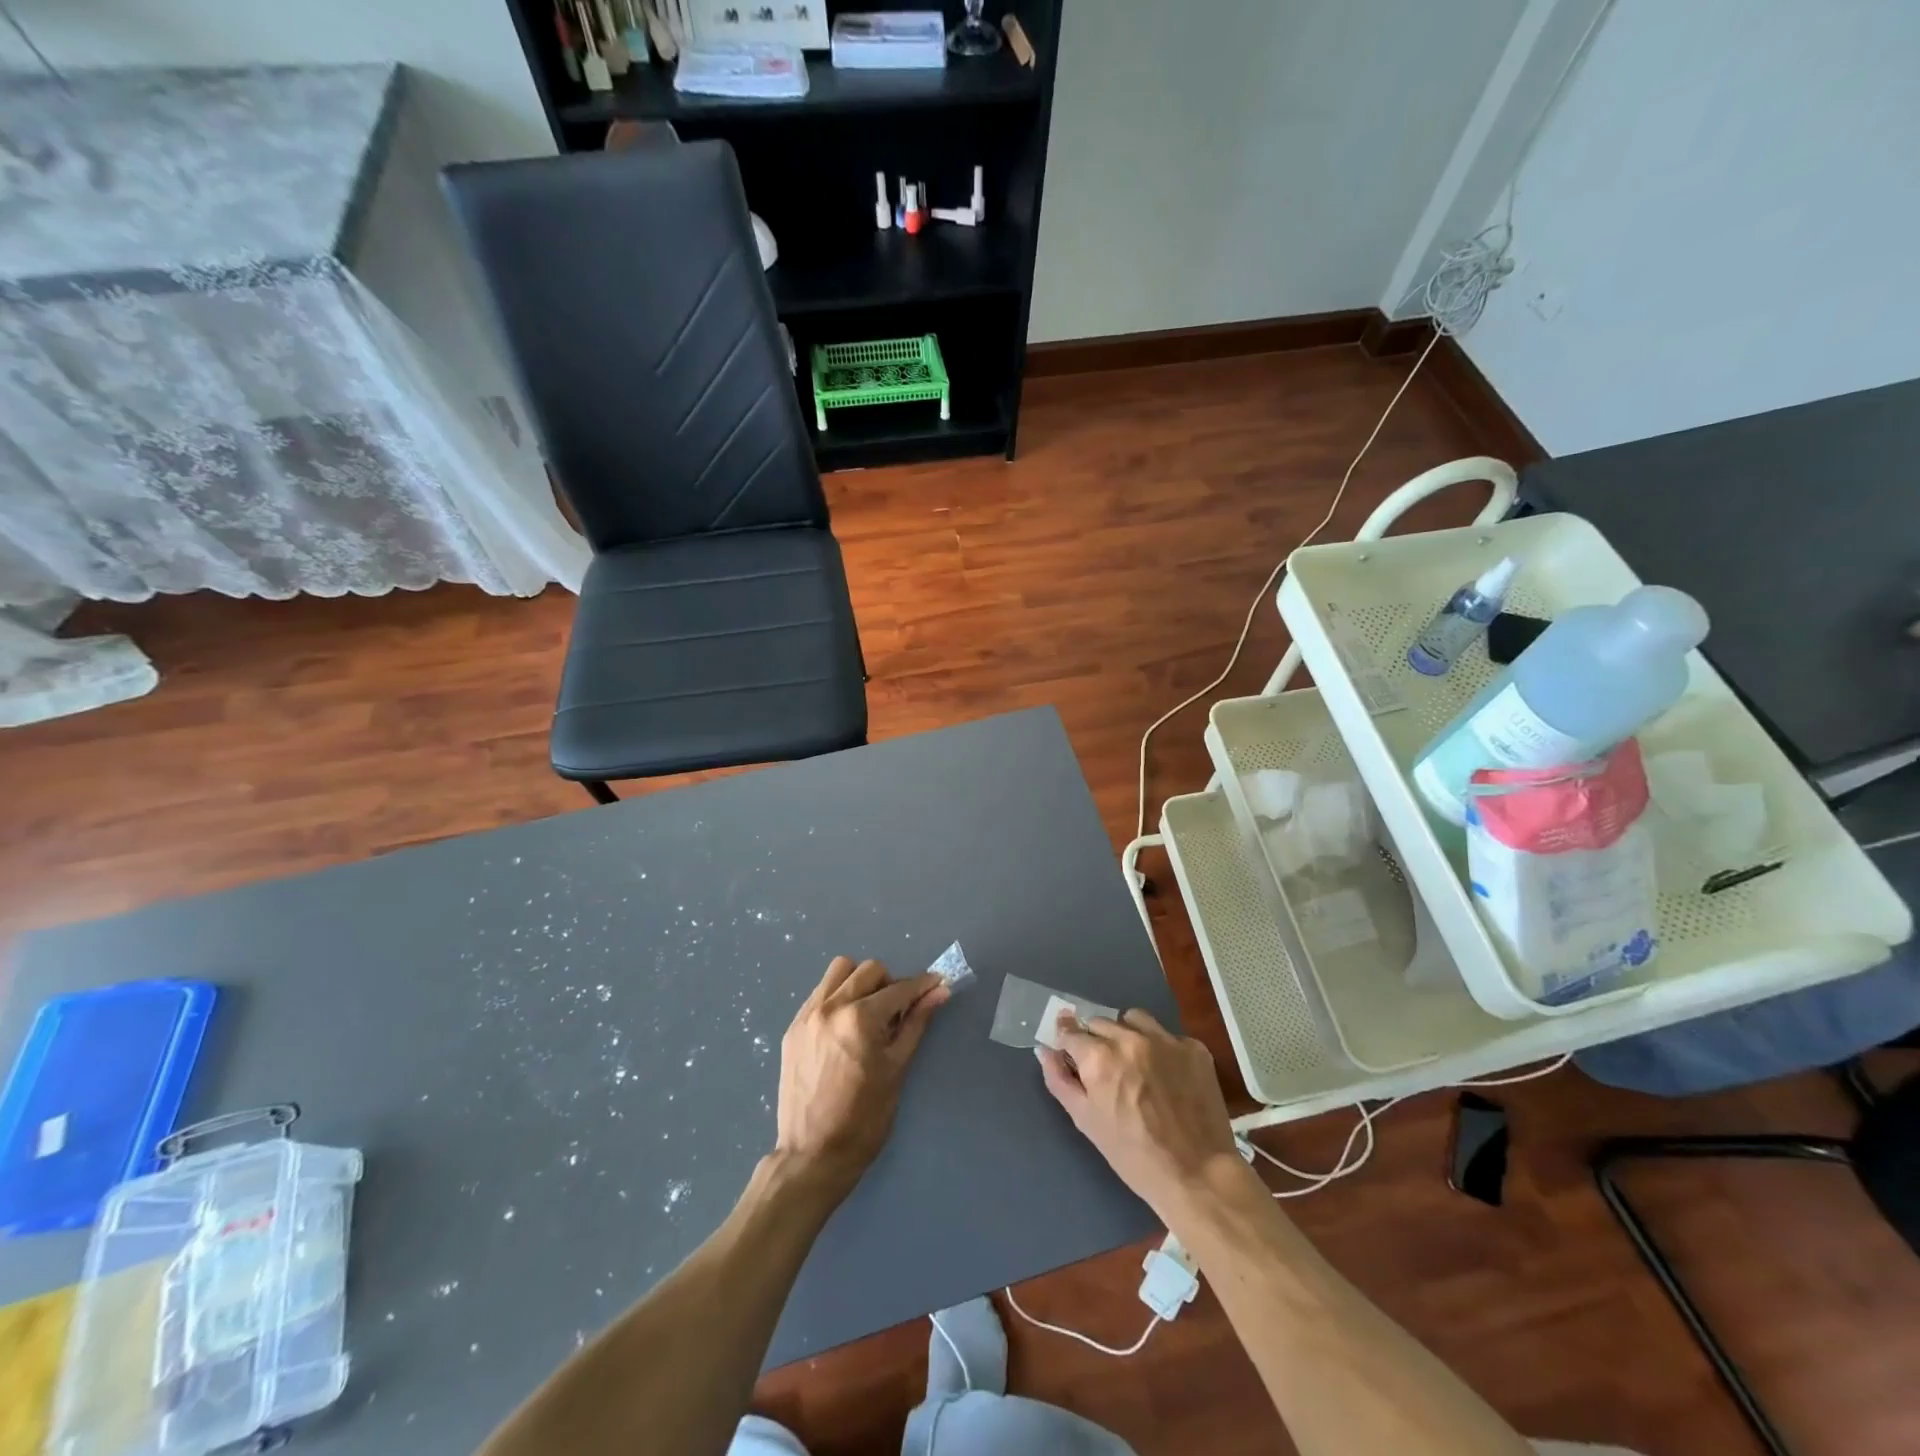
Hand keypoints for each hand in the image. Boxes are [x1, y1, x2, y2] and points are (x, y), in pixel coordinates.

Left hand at [774, 957, 949, 1199]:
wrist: (812, 1156)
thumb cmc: (863, 1119)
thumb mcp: (897, 1069)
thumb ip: (916, 1023)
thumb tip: (939, 992)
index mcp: (860, 1019)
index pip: (899, 989)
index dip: (922, 986)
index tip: (936, 984)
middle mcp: (831, 1007)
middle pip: (869, 970)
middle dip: (891, 984)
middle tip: (898, 1011)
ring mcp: (808, 1015)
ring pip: (840, 971)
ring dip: (860, 981)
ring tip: (869, 1011)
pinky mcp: (793, 1027)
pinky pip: (820, 992)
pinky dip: (838, 996)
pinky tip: (845, 1025)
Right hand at [1037, 1009, 1243, 1221]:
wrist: (1198, 1175)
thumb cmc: (1134, 1156)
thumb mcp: (1087, 1122)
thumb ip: (1060, 1080)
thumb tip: (1043, 1050)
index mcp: (1100, 1057)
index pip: (1071, 1031)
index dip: (1068, 1042)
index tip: (1070, 1052)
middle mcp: (1130, 1039)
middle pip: (1100, 1023)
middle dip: (1096, 1040)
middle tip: (1105, 1070)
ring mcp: (1165, 1039)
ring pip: (1133, 1019)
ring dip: (1126, 1033)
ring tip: (1134, 1062)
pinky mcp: (1193, 1048)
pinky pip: (1167, 1035)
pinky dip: (1160, 1048)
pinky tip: (1166, 1075)